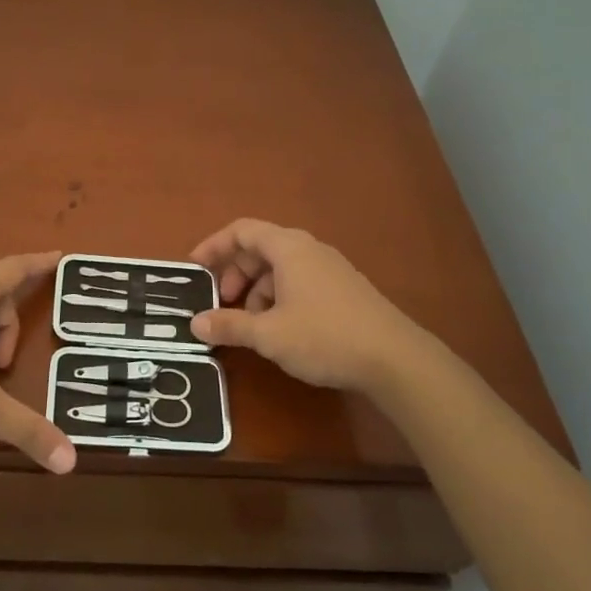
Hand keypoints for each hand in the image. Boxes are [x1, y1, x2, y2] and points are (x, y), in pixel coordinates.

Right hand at [189, 219, 433, 395]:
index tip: (194, 267)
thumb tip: (196, 323)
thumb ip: (229, 325)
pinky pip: (300, 281)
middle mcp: (309, 249)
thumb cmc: (324, 336)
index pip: (242, 231)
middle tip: (222, 303)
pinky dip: (280, 298)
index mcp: (288, 248)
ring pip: (280, 269)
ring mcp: (330, 268)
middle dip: (235, 274)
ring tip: (251, 325)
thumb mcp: (268, 334)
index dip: (214, 246)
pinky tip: (281, 330)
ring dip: (257, 290)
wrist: (395, 359)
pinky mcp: (344, 289)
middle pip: (260, 249)